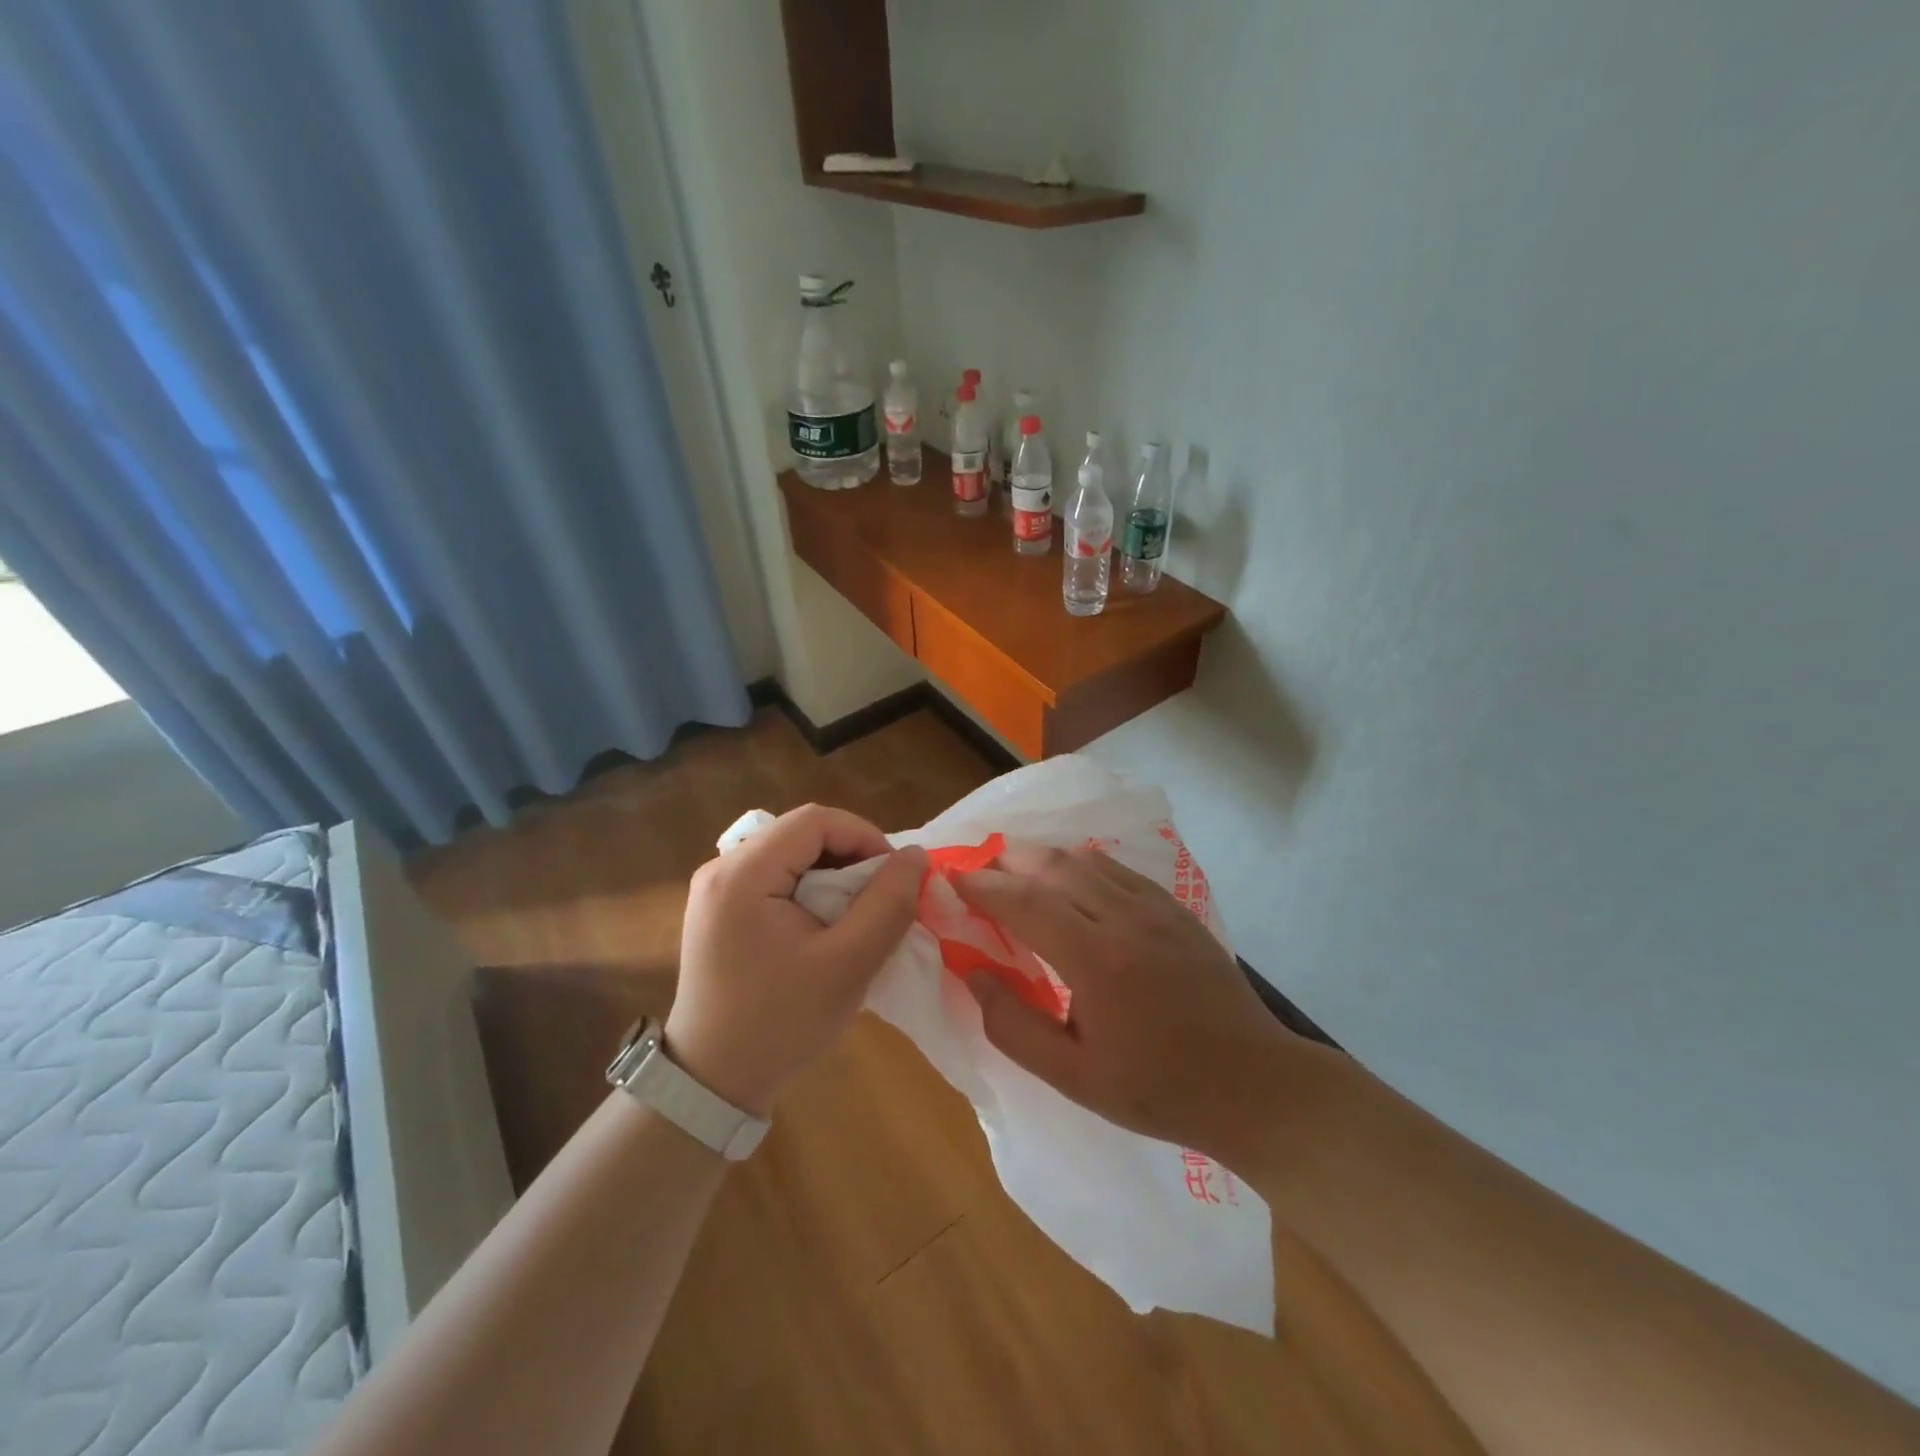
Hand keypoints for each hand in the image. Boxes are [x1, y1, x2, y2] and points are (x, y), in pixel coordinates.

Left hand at [666, 805, 925, 1116]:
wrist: (713, 1082)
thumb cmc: (781, 1023)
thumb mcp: (848, 964)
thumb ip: (887, 904)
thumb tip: (915, 856)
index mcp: (743, 873)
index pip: (815, 820)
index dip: (865, 836)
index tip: (894, 876)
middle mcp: (722, 868)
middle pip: (800, 833)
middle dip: (851, 856)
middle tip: (881, 896)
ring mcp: (716, 889)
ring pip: (790, 853)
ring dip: (832, 873)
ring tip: (858, 912)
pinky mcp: (719, 910)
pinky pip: (774, 877)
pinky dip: (810, 889)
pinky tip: (825, 924)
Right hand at [954, 843, 1299, 1151]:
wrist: (1252, 1084)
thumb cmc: (1157, 1089)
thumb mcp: (1073, 1077)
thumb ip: (1013, 1027)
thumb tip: (972, 973)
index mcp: (1096, 959)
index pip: (1024, 901)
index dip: (982, 885)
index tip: (950, 878)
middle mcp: (1124, 917)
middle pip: (1052, 865)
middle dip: (1007, 861)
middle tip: (977, 873)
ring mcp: (1155, 906)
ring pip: (1085, 859)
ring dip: (1041, 858)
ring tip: (1014, 872)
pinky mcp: (1175, 907)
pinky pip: (1116, 869)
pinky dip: (1080, 865)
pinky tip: (1070, 881)